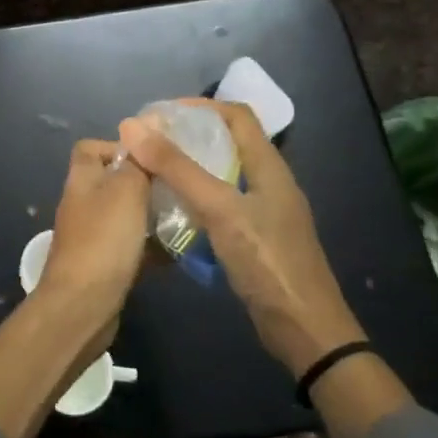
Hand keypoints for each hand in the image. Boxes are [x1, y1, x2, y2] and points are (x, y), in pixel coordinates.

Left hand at [0, 140, 150, 437]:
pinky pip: (129, 247)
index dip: (119, 146)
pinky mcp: (102, 265)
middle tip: (178, 188)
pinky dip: (150, 247)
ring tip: (184, 217)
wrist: (82, 305)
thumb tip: (149, 121)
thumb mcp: (127, 190)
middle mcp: (82, 204)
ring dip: (151, 216)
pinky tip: (177, 252)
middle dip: (145, 183)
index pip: (91, 148)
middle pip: (113, 182)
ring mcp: (90, 236)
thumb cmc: (104, 239)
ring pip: (125, 216)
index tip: (152, 157)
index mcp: (82, 179)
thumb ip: (138, 160)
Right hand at [119, 100, 364, 375]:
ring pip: (220, 175)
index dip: (199, 106)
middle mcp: (267, 182)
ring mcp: (262, 212)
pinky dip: (193, 199)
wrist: (304, 330)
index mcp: (269, 166)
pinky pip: (219, 205)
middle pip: (226, 143)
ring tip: (151, 172)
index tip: (159, 115)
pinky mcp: (254, 238)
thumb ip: (177, 168)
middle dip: (186, 137)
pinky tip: (169, 210)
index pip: (235, 115)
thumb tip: (133, 126)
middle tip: (147, 144)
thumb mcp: (219, 209)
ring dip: (187, 169)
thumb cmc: (266, 261)